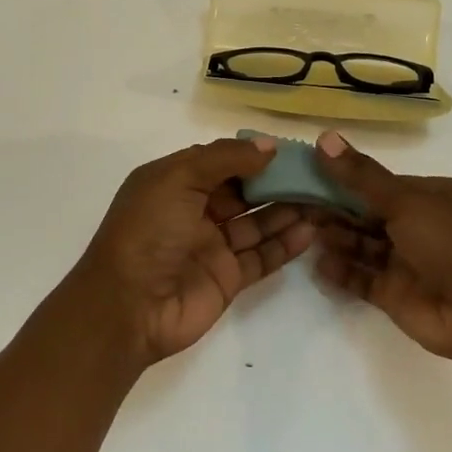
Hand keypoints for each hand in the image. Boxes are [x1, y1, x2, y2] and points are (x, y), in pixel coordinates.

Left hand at [70, 136, 317, 366]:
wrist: (128, 306)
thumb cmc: (148, 231)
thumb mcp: (178, 178)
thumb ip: (224, 158)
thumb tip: (268, 146)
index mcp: (174, 182)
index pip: (219, 161)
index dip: (252, 155)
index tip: (289, 150)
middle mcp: (194, 211)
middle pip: (243, 191)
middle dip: (276, 182)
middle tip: (316, 174)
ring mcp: (211, 246)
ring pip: (257, 222)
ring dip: (287, 211)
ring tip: (323, 199)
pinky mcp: (228, 278)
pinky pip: (262, 256)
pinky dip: (285, 244)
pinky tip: (310, 231)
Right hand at [312, 130, 451, 370]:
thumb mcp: (406, 200)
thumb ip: (361, 175)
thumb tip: (324, 137)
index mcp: (427, 197)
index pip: (377, 184)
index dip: (342, 179)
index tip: (306, 174)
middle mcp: (417, 227)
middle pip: (366, 215)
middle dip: (334, 210)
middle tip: (294, 204)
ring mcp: (406, 263)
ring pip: (362, 246)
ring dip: (336, 238)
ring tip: (303, 231)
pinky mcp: (396, 296)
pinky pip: (362, 280)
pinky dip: (341, 272)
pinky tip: (317, 264)